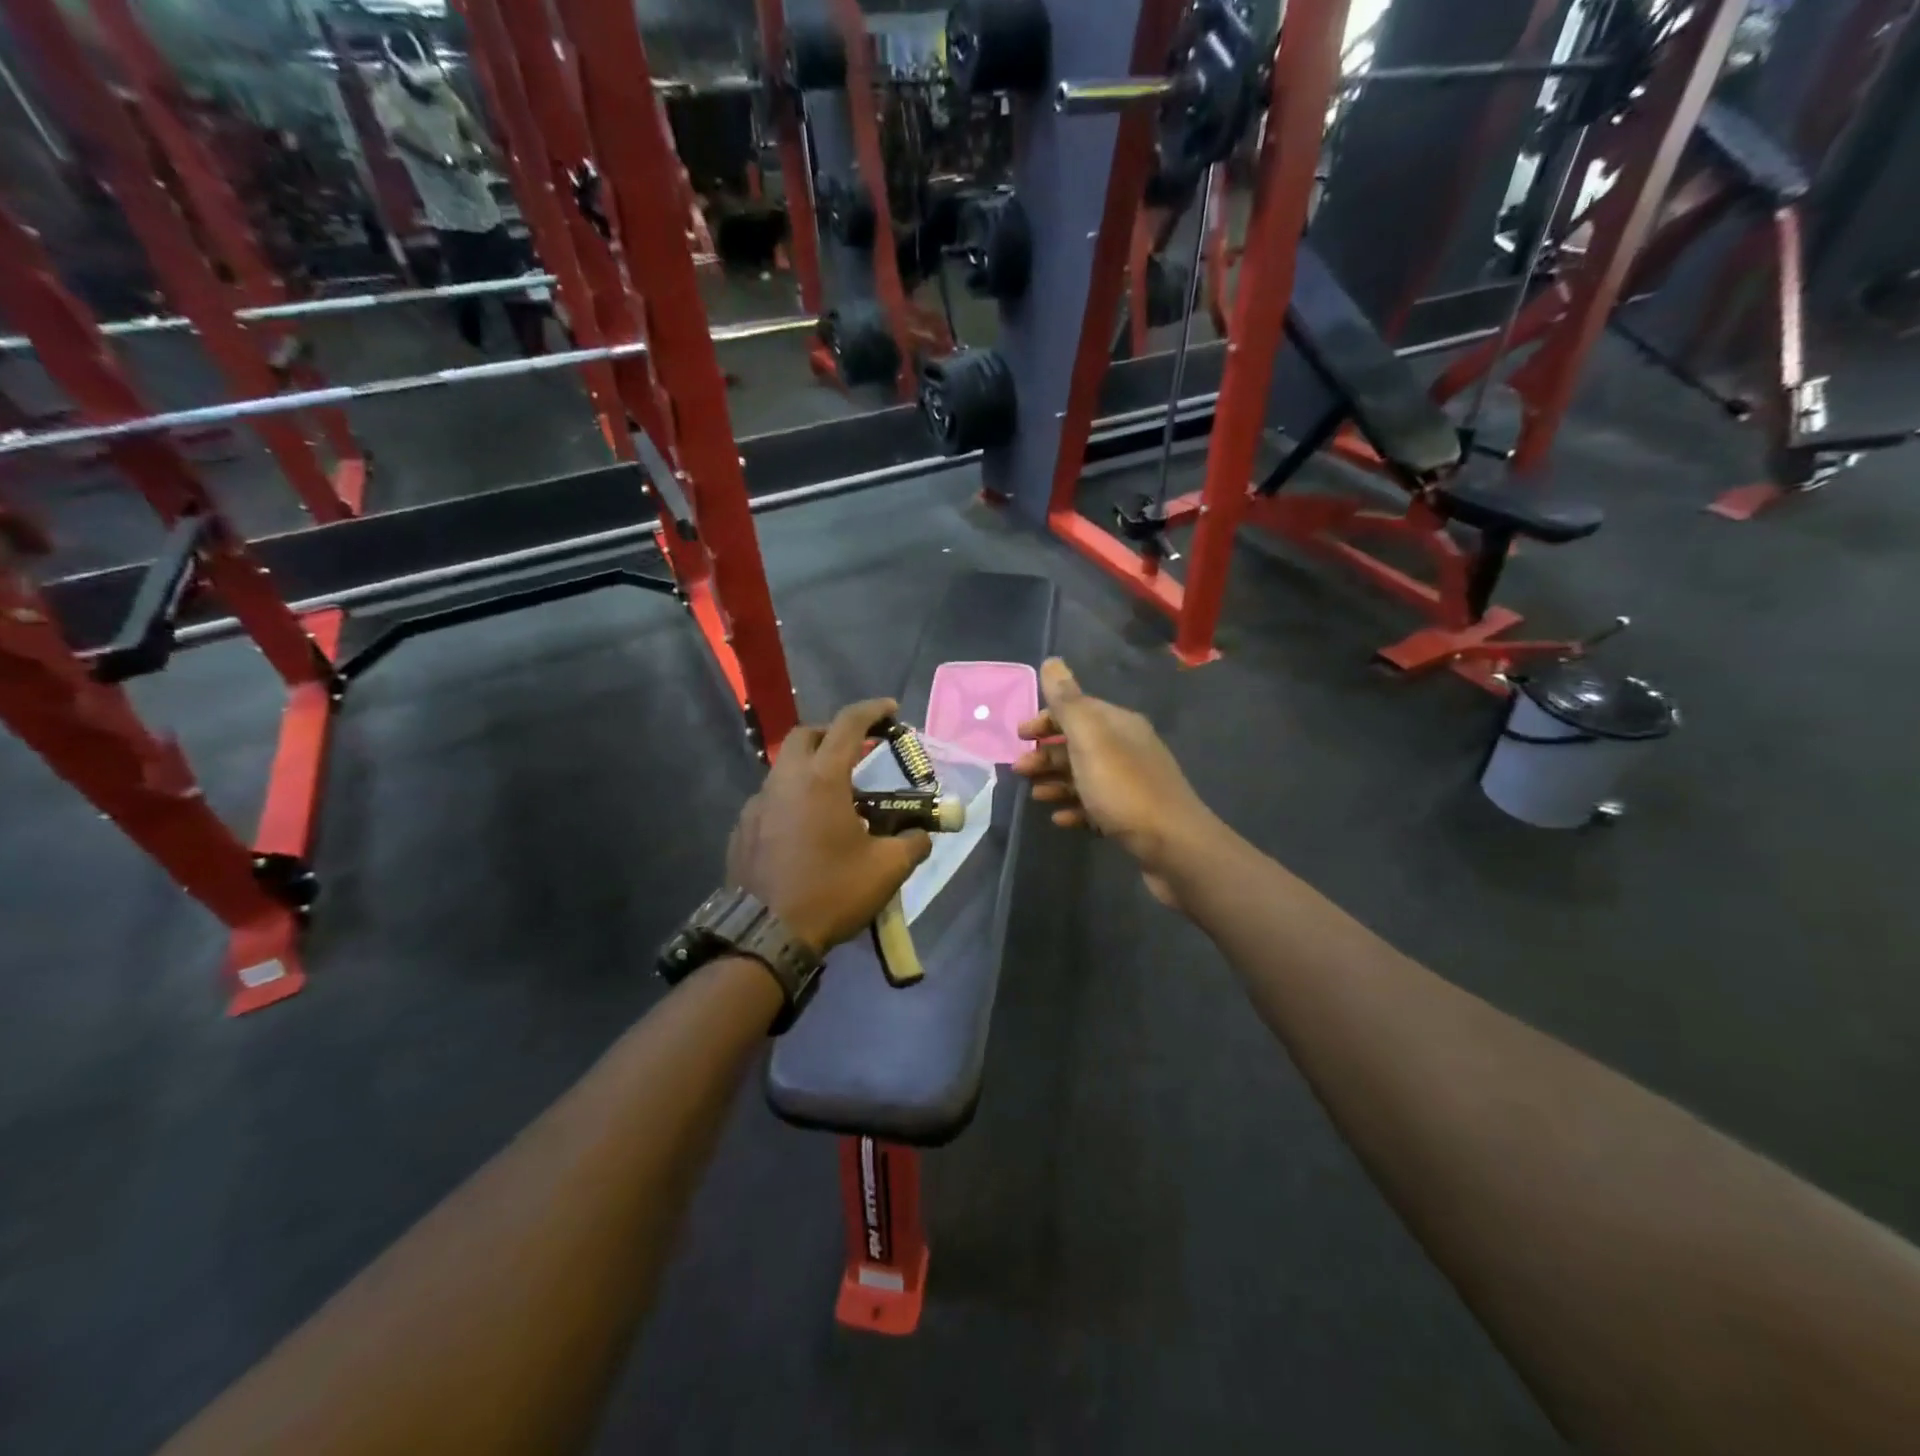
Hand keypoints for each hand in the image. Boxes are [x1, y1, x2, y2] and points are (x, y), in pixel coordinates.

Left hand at [727, 698, 932, 953]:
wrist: (766, 934)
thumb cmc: (831, 892)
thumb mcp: (886, 870)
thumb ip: (912, 844)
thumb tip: (922, 835)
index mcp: (822, 779)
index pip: (848, 724)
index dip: (872, 711)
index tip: (890, 709)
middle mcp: (785, 780)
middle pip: (807, 735)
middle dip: (834, 734)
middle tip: (857, 751)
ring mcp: (758, 803)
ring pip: (785, 767)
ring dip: (811, 768)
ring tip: (834, 797)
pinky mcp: (742, 828)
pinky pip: (770, 798)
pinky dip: (792, 798)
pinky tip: (804, 828)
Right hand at [1013, 659, 1217, 906]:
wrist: (1173, 846)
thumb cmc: (1125, 788)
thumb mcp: (1090, 740)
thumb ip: (1068, 702)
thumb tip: (1052, 661)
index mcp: (1119, 725)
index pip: (1078, 709)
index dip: (1046, 719)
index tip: (1019, 736)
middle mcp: (1127, 748)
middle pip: (1078, 744)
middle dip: (1046, 754)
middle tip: (1019, 770)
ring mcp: (1131, 783)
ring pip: (1084, 775)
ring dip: (1056, 782)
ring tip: (1035, 796)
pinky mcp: (1132, 816)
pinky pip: (1095, 805)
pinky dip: (1075, 807)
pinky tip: (1060, 819)